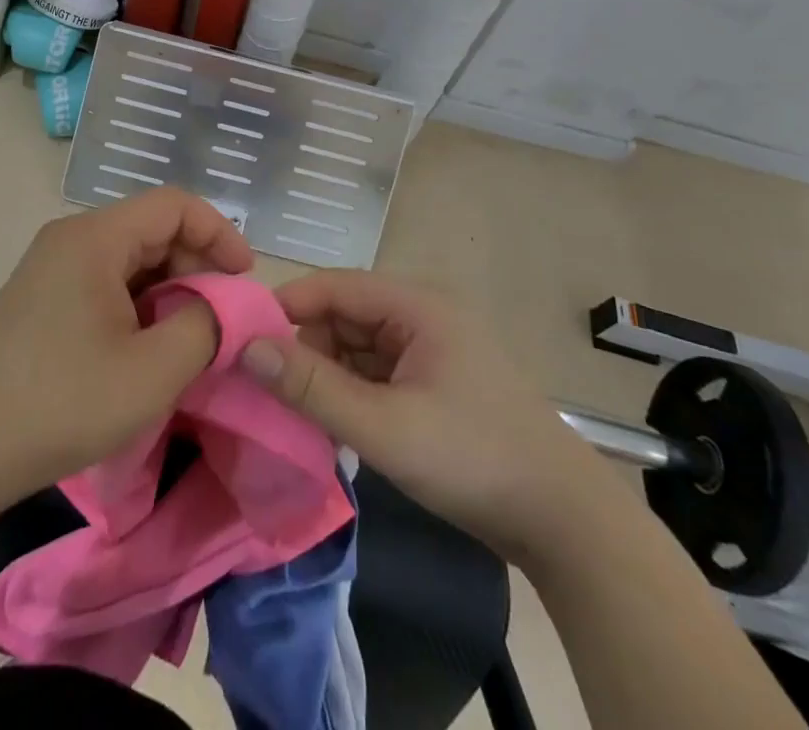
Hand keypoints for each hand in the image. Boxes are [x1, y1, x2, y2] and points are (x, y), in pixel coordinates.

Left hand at [0, 188, 253, 503]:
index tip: (245, 278)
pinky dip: (140, 306)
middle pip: (152, 230)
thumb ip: (205, 327)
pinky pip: (107, 283)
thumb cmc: (61, 403)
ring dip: (169, 291)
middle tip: (221, 320)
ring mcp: (53, 268)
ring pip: (131, 260)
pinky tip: (149, 349)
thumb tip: (227, 307)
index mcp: (94, 238)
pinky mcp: (44, 298)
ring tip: (190, 340)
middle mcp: (71, 239)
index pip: (174, 205)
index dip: (219, 233)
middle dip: (196, 267)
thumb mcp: (152, 371)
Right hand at [241, 271, 601, 560]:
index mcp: (416, 306)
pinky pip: (377, 374)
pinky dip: (351, 393)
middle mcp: (422, 316)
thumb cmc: (473, 458)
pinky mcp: (435, 383)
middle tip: (268, 389)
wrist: (565, 522)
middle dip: (305, 348)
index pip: (335, 286)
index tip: (243, 337)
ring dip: (327, 375)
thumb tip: (249, 350)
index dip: (288, 305)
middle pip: (344, 316)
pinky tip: (332, 426)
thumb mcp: (384, 426)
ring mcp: (431, 350)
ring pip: (357, 348)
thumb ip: (313, 388)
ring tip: (294, 412)